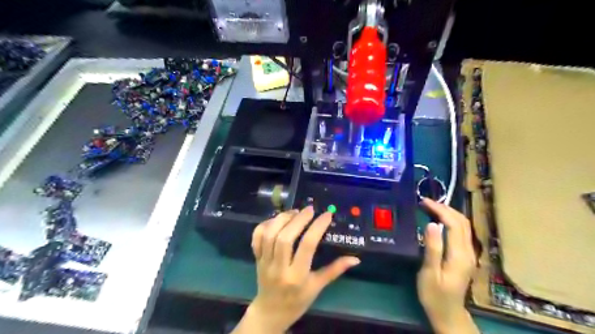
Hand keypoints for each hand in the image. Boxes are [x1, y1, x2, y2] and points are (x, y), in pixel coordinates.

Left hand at [235, 208, 359, 332]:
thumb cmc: (298, 301)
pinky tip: (277, 220)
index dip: (317, 227)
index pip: (307, 246)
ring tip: (294, 212)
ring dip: (282, 219)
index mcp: (297, 276)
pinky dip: (265, 224)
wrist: (271, 312)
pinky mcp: (256, 258)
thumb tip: (355, 258)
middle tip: (309, 209)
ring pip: (269, 235)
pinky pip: (256, 237)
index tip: (327, 215)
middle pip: (285, 238)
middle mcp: (279, 267)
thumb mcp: (317, 287)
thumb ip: (335, 270)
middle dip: (298, 219)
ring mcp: (265, 262)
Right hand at [417, 198, 477, 333]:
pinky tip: (439, 220)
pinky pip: (461, 232)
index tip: (424, 202)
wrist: (448, 314)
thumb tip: (431, 224)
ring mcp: (469, 254)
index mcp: (459, 255)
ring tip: (431, 207)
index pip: (453, 224)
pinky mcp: (465, 256)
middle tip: (425, 202)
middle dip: (445, 208)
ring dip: (449, 213)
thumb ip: (432, 248)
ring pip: (464, 226)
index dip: (440, 210)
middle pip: (462, 222)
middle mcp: (468, 252)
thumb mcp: (429, 273)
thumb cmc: (434, 294)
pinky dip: (451, 221)